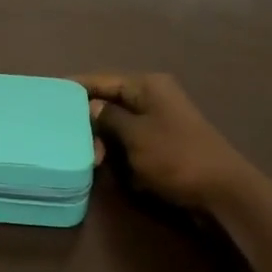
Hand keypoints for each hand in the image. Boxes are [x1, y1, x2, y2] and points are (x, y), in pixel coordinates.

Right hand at [77, 72, 258, 211]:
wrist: (223, 192)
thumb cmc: (176, 157)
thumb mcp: (135, 135)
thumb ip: (108, 118)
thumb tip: (90, 106)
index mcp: (147, 86)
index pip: (102, 79)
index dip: (75, 86)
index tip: (48, 93)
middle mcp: (153, 97)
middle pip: (109, 101)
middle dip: (88, 119)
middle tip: (65, 137)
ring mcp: (160, 120)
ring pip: (118, 124)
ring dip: (103, 140)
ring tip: (89, 157)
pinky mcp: (163, 143)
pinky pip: (131, 140)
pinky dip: (118, 150)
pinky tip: (106, 164)